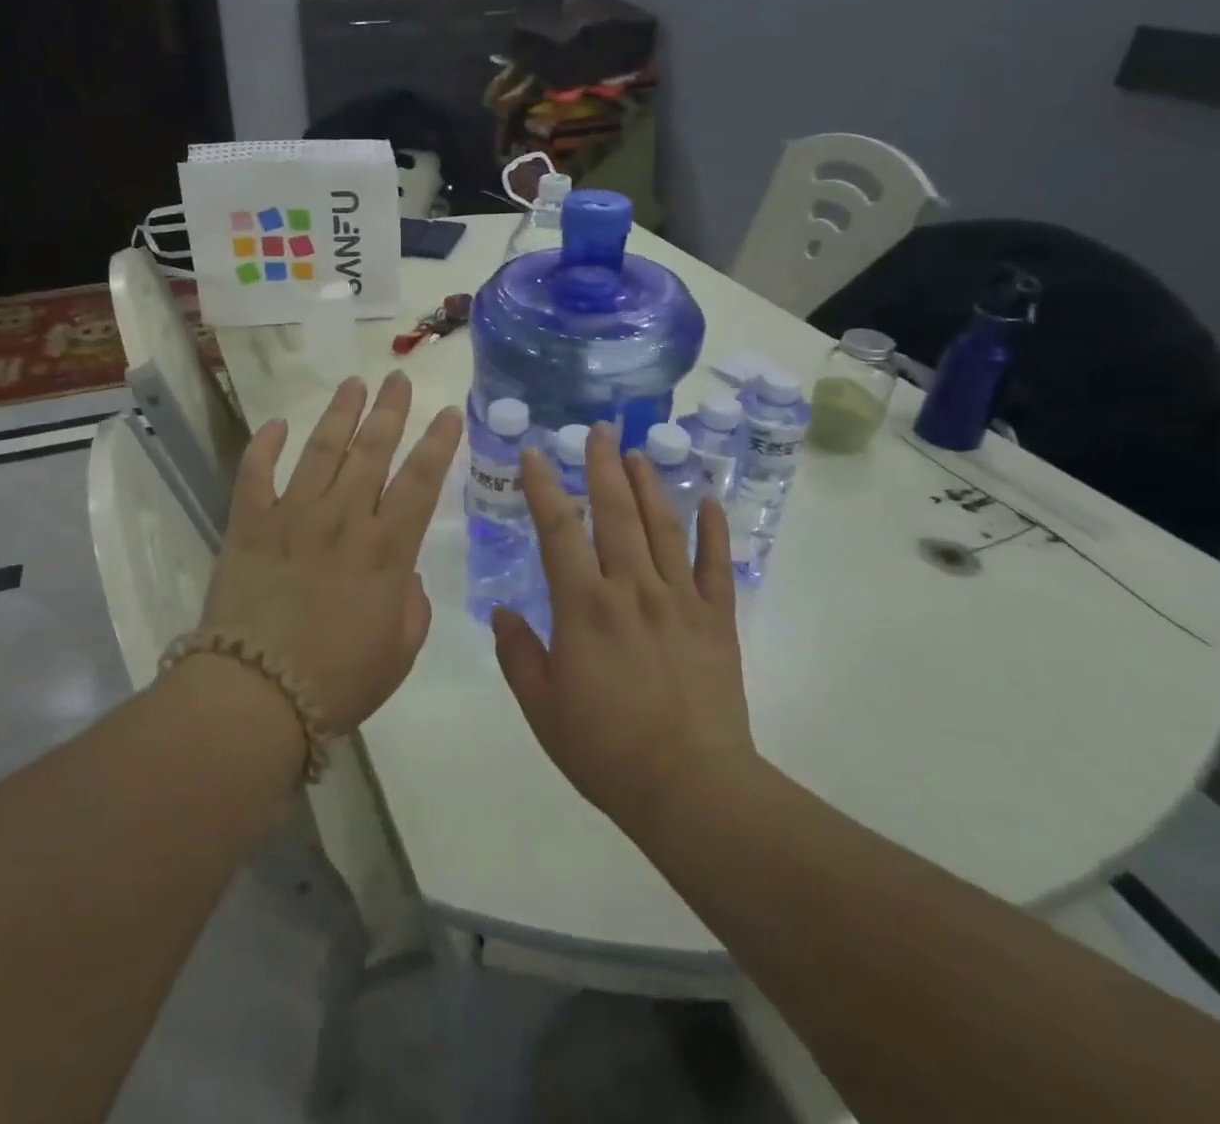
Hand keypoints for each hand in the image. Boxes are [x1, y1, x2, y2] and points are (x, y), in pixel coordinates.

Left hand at [199, 373, 462, 733]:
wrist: (255, 696)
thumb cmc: (337, 682)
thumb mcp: (398, 653)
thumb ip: (411, 607)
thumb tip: (403, 574)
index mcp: (386, 550)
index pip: (421, 481)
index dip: (438, 443)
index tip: (449, 412)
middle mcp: (343, 519)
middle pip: (372, 451)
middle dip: (390, 410)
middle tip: (398, 378)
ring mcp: (292, 516)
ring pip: (321, 449)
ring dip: (340, 413)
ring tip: (353, 383)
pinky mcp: (249, 525)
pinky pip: (255, 474)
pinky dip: (265, 446)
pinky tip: (277, 425)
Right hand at [493, 424, 757, 833]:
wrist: (691, 789)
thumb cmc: (606, 750)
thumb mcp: (542, 708)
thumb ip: (518, 654)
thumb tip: (501, 611)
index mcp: (584, 606)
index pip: (559, 529)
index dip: (544, 487)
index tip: (535, 454)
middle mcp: (632, 589)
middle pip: (616, 513)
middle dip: (603, 467)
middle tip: (599, 430)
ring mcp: (680, 600)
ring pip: (663, 526)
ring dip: (650, 484)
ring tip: (640, 452)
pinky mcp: (717, 619)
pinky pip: (717, 563)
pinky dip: (713, 529)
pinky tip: (709, 500)